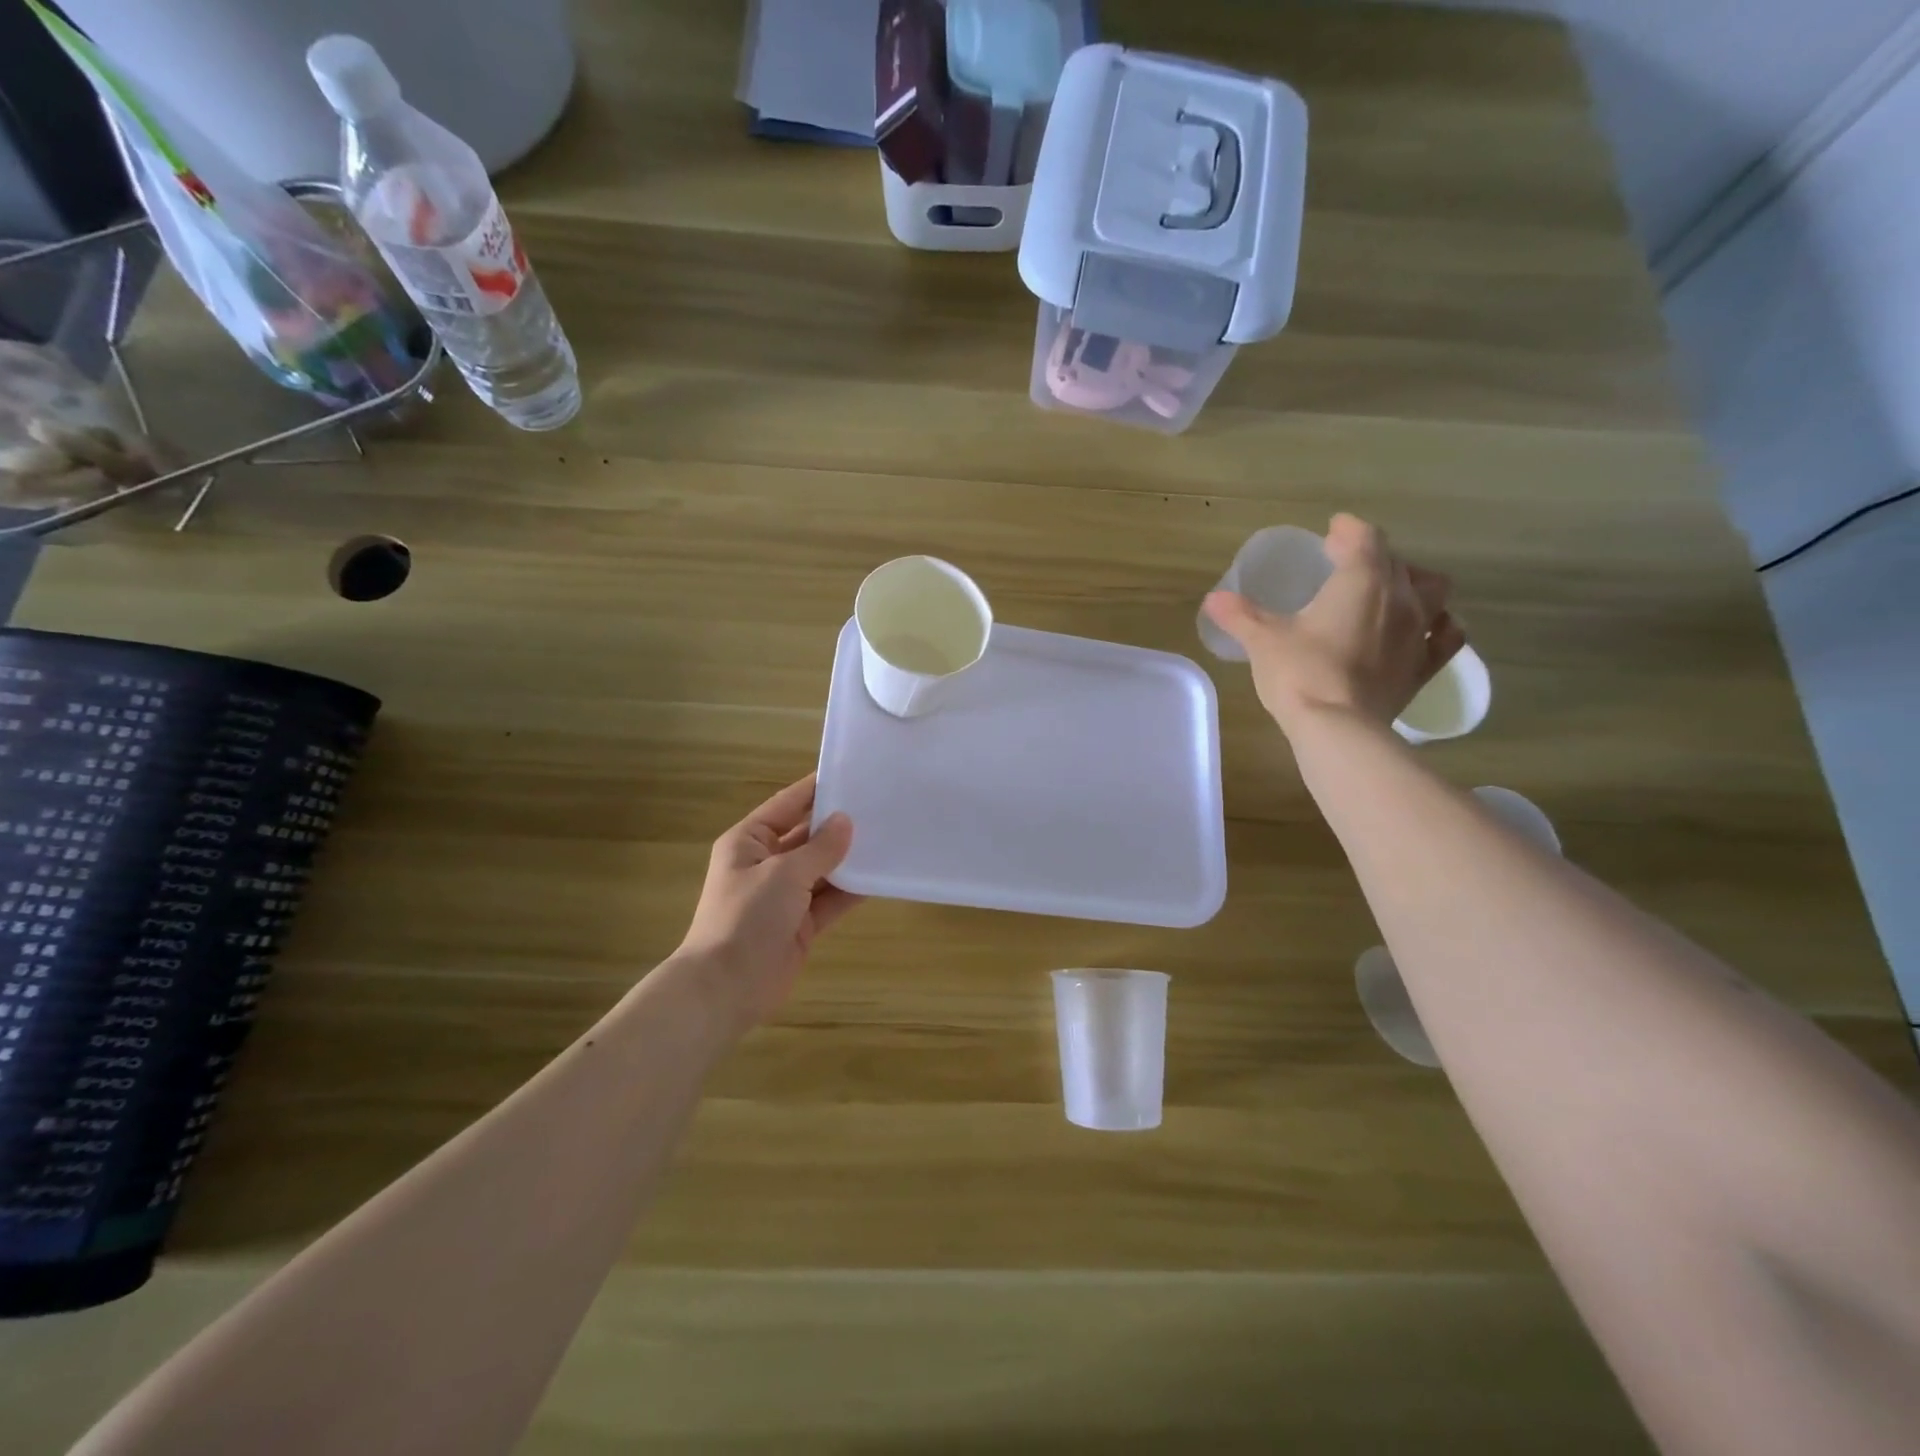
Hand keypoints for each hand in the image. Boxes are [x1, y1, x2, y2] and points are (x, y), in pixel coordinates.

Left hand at [677, 774, 860, 1029]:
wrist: (726, 988)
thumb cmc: (747, 917)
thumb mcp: (784, 874)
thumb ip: (820, 848)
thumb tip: (846, 821)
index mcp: (749, 841)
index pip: (787, 804)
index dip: (816, 789)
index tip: (851, 773)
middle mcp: (766, 863)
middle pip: (808, 835)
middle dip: (839, 824)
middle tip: (880, 805)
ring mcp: (784, 895)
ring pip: (823, 868)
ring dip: (849, 857)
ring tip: (888, 835)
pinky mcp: (801, 923)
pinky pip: (831, 898)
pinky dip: (852, 889)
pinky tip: (881, 875)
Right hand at [1203, 514, 1464, 733]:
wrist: (1337, 728)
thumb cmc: (1299, 673)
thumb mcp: (1262, 640)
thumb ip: (1240, 614)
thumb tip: (1213, 599)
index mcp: (1361, 580)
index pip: (1364, 538)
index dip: (1348, 530)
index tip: (1332, 532)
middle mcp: (1400, 597)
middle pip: (1396, 561)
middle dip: (1372, 557)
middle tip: (1345, 566)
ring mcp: (1419, 632)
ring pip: (1432, 590)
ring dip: (1412, 583)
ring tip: (1389, 592)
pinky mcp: (1424, 666)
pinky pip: (1446, 635)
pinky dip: (1439, 624)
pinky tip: (1424, 628)